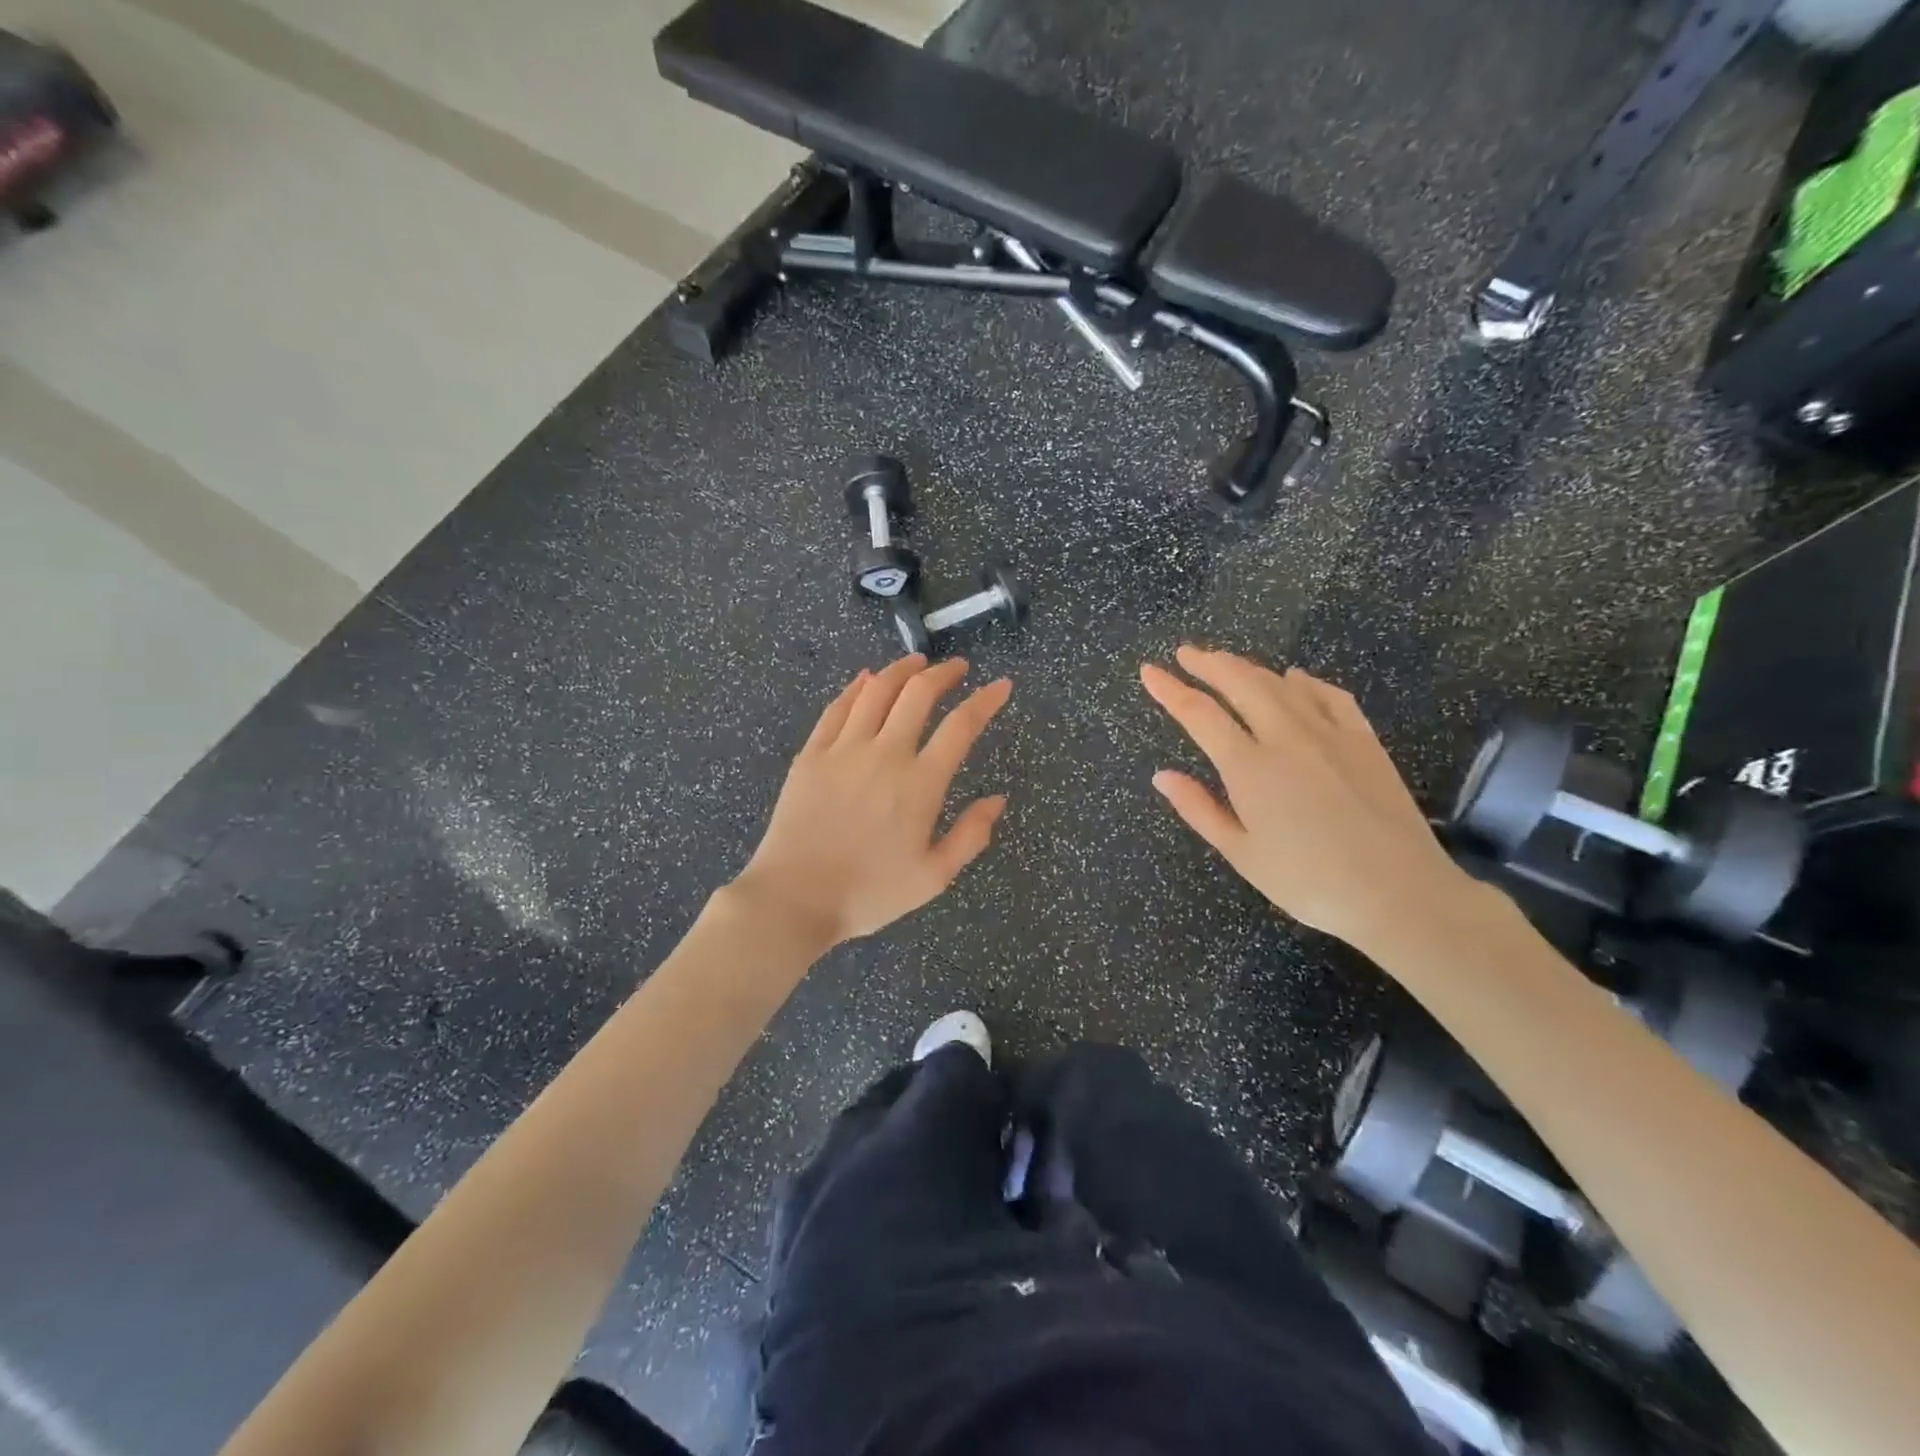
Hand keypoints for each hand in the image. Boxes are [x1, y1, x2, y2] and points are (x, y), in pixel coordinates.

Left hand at [734, 655, 1011, 947]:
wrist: (794, 898)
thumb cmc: (869, 893)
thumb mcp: (933, 877)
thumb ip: (970, 836)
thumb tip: (997, 800)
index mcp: (920, 783)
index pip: (961, 726)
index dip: (986, 700)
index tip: (1001, 686)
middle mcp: (885, 754)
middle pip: (918, 694)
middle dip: (944, 673)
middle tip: (957, 667)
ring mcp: (844, 749)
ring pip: (876, 691)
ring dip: (901, 670)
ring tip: (917, 661)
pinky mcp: (811, 754)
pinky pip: (837, 708)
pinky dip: (856, 687)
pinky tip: (866, 679)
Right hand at [1140, 646, 1472, 954]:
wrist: (1400, 893)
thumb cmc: (1309, 883)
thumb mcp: (1242, 853)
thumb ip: (1199, 809)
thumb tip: (1162, 776)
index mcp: (1249, 768)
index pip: (1199, 714)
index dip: (1170, 689)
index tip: (1149, 671)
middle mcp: (1286, 737)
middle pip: (1241, 683)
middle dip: (1208, 663)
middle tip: (1186, 652)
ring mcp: (1330, 734)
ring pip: (1282, 683)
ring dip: (1249, 668)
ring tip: (1228, 662)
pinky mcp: (1365, 740)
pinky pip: (1330, 695)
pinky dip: (1306, 681)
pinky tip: (1296, 678)